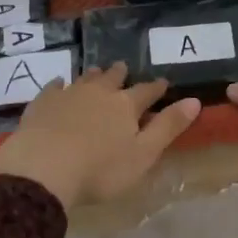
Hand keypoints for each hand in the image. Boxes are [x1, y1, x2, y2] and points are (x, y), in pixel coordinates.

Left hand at [0, 62, 200, 209]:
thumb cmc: (100, 170)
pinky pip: (53, 87)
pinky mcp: (43, 103)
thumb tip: (194, 101)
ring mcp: (68, 94)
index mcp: (125, 106)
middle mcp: (99, 92)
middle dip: (121, 74)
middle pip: (113, 78)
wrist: (43, 168)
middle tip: (124, 68)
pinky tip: (59, 84)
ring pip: (85, 79)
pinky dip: (59, 85)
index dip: (156, 88)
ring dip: (94, 75)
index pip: (146, 92)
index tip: (163, 82)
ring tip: (97, 71)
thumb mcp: (143, 155)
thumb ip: (168, 127)